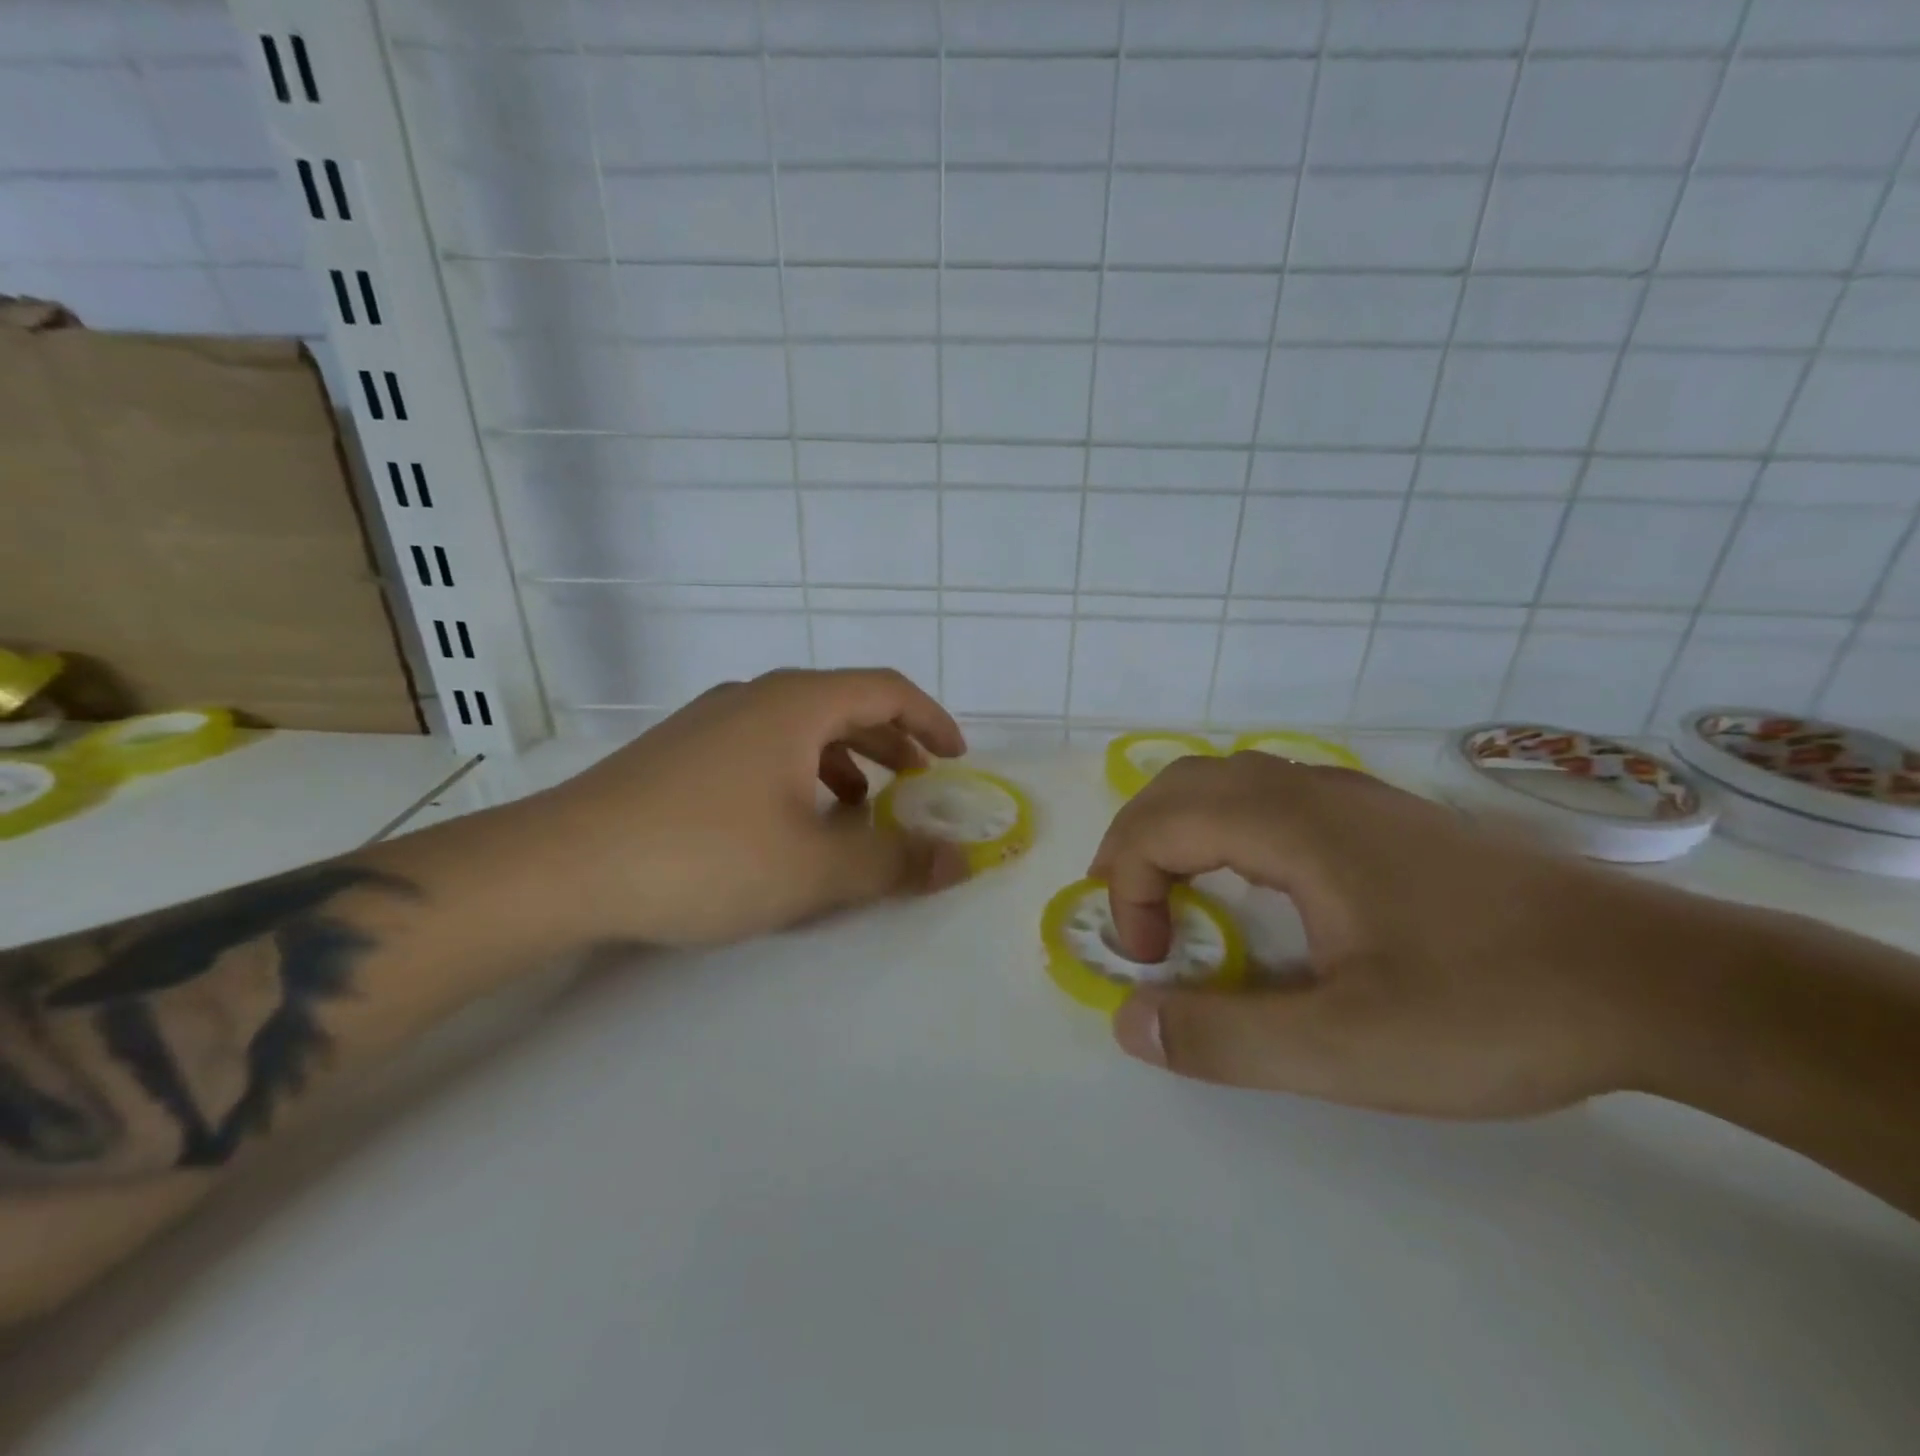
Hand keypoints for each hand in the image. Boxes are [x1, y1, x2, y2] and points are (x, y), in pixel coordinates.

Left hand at [515, 669, 971, 946]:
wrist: (561, 866)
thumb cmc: (703, 856)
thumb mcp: (813, 869)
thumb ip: (892, 861)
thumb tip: (959, 861)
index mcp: (795, 704)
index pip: (885, 690)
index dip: (931, 720)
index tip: (956, 757)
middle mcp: (755, 697)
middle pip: (844, 703)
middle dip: (892, 742)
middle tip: (918, 782)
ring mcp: (711, 720)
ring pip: (800, 727)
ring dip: (844, 760)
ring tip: (859, 808)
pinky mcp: (680, 750)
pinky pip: (762, 746)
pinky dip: (799, 771)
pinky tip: (789, 819)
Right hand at [1089, 752, 1721, 1117]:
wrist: (1658, 978)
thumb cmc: (1494, 1008)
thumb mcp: (1348, 1050)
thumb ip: (1226, 1039)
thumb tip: (1130, 1021)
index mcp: (1292, 826)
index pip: (1161, 826)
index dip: (1131, 888)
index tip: (1154, 962)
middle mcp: (1312, 790)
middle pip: (1182, 785)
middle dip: (1135, 844)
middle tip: (1132, 914)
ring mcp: (1353, 796)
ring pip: (1228, 781)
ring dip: (1178, 830)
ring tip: (1173, 895)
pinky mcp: (1385, 817)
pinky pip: (1271, 796)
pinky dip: (1225, 827)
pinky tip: (1255, 884)